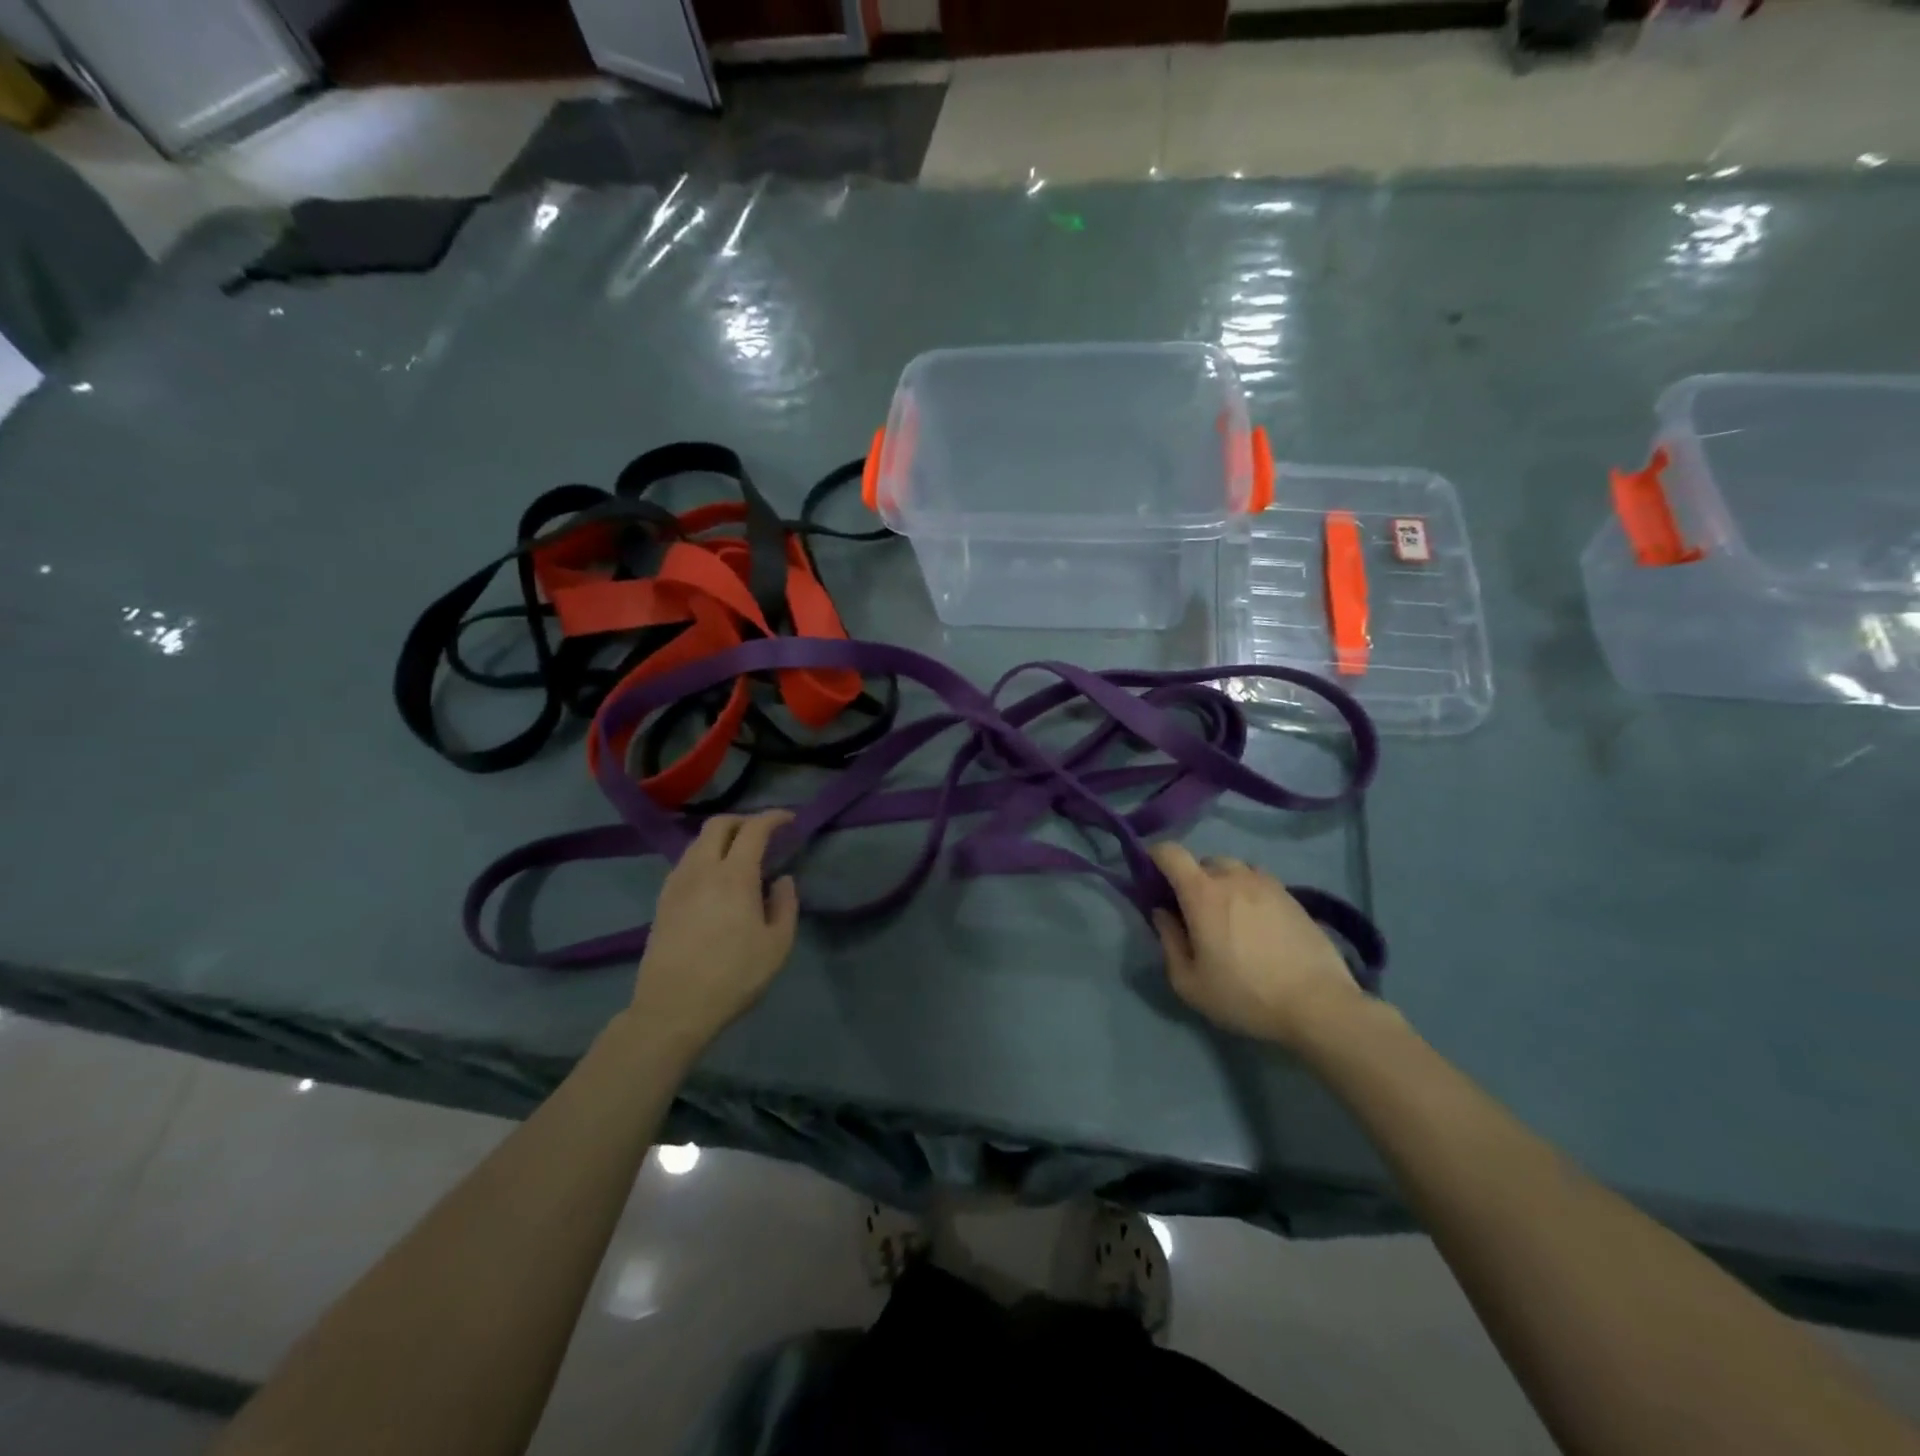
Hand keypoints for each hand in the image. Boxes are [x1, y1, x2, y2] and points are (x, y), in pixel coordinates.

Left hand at [628, 811, 799, 1053]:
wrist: (673, 1009)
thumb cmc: (733, 977)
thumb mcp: (777, 946)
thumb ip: (785, 905)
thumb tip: (782, 880)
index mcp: (734, 876)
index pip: (754, 829)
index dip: (773, 818)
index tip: (789, 820)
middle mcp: (702, 870)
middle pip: (718, 825)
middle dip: (743, 820)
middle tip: (763, 833)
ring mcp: (677, 884)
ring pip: (697, 842)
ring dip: (721, 838)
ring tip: (739, 855)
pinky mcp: (662, 901)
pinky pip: (685, 863)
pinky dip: (704, 857)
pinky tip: (714, 879)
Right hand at [1149, 842, 1365, 1049]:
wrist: (1318, 1004)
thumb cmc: (1245, 995)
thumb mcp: (1190, 983)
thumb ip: (1169, 941)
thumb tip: (1163, 913)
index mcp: (1202, 893)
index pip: (1170, 852)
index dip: (1155, 857)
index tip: (1152, 878)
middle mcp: (1233, 877)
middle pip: (1203, 861)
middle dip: (1191, 879)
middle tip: (1193, 912)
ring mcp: (1267, 883)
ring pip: (1234, 869)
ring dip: (1223, 883)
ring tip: (1228, 916)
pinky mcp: (1293, 897)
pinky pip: (1259, 882)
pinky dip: (1249, 893)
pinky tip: (1257, 925)